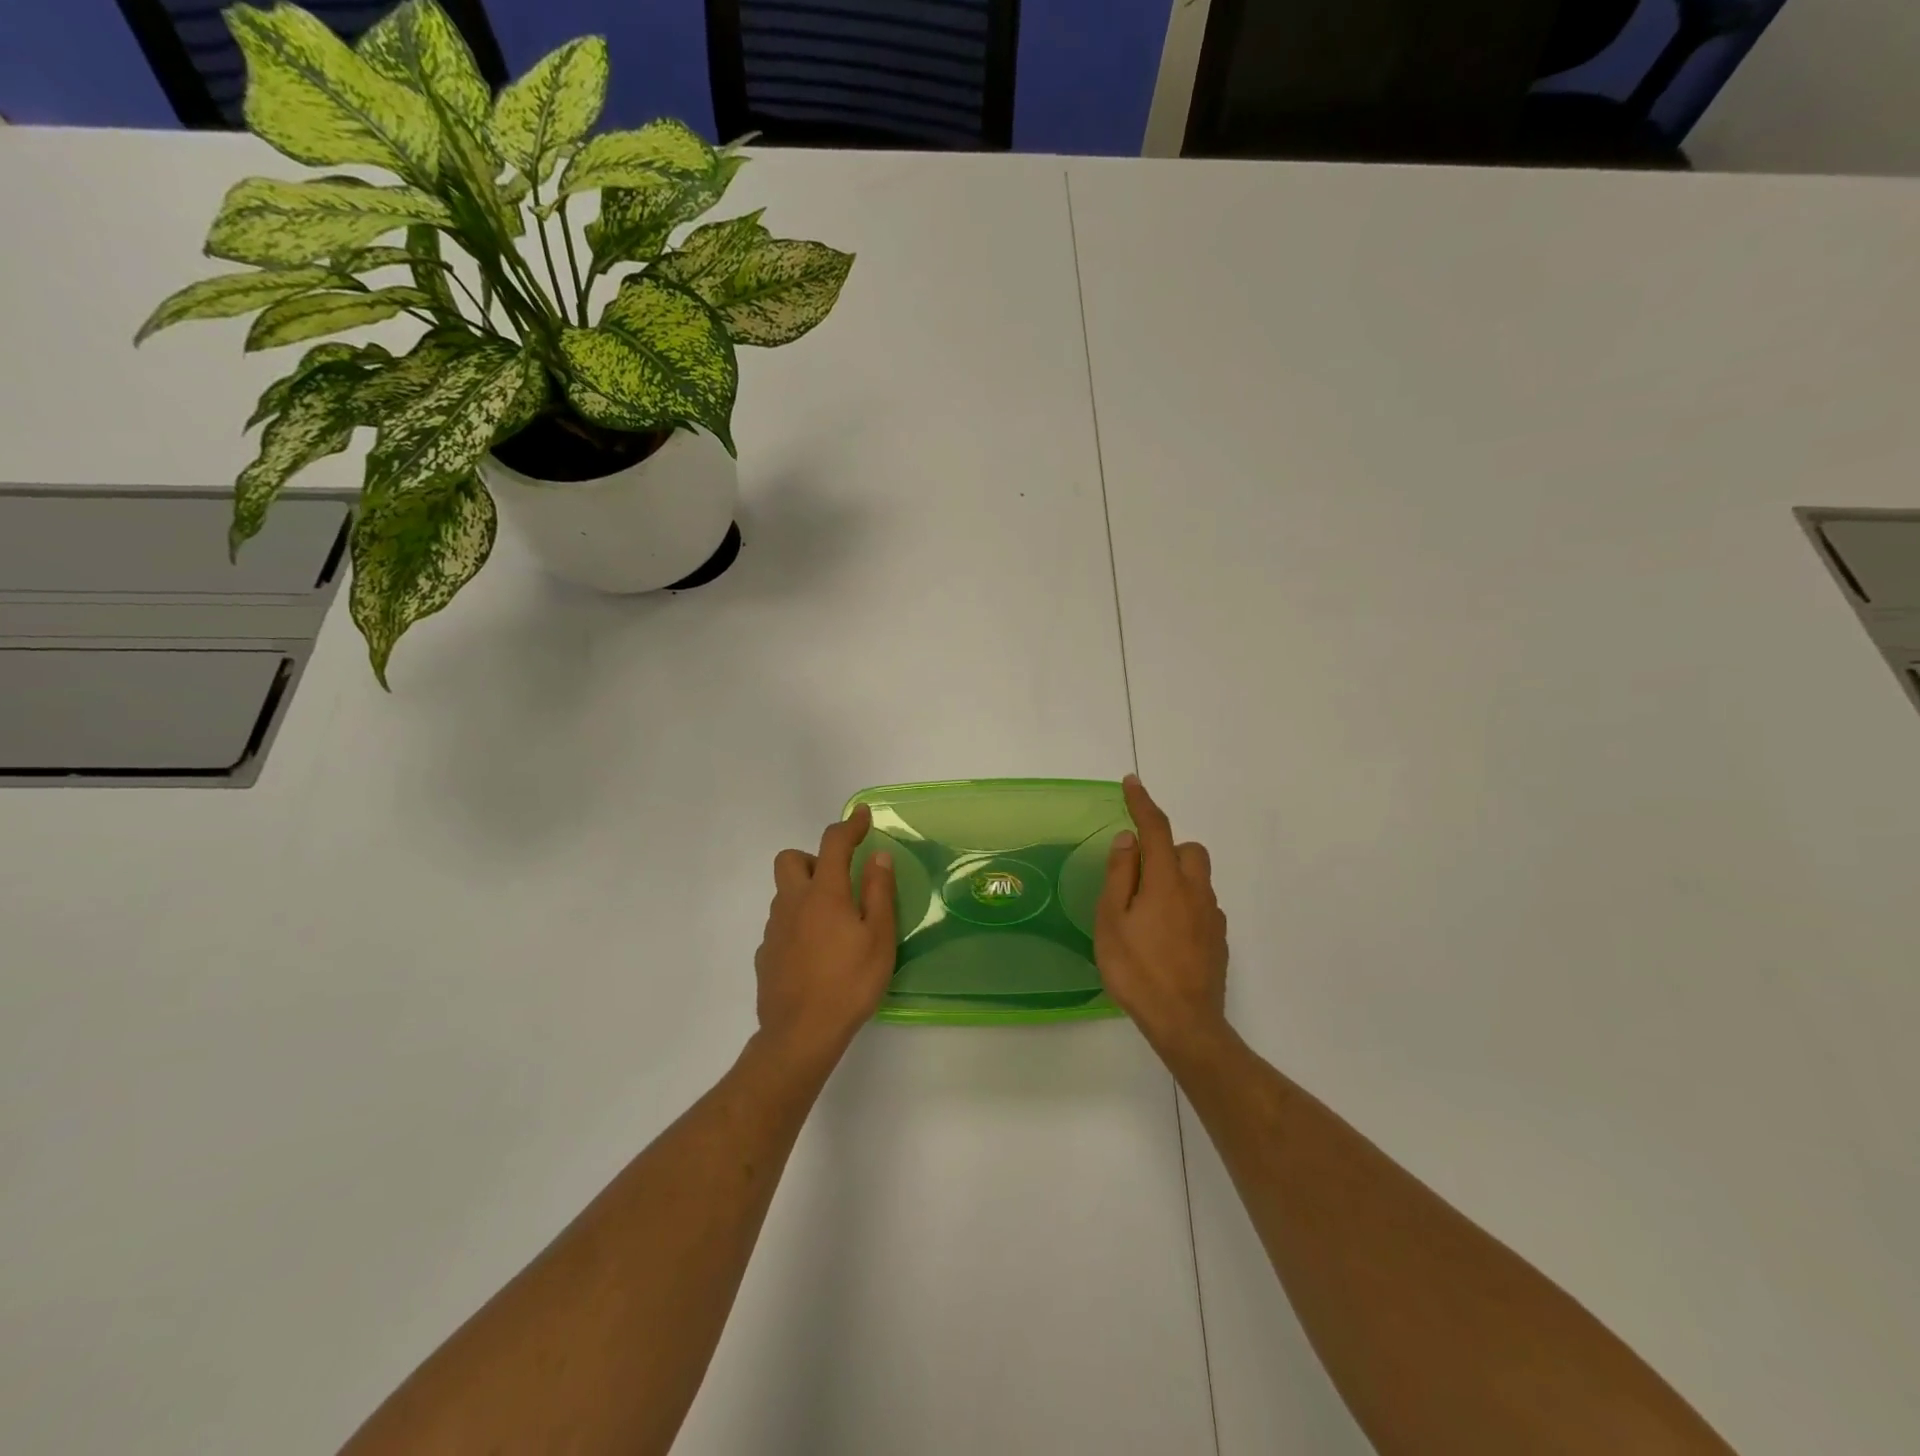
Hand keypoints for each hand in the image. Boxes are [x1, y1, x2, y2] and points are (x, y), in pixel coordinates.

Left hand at [753, 804, 897, 1073]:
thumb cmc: (849, 983)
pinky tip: (815, 951)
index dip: (848, 825)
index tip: (861, 816)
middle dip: (814, 858)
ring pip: (784, 892)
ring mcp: (774, 929)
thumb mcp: (879, 937)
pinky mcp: (765, 954)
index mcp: (824, 893)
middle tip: (840, 880)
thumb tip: (877, 856)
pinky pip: (780, 924)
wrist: (800, 1035)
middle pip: (791, 860)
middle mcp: (792, 903)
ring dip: (806, 892)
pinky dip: (797, 923)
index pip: (833, 844)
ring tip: (834, 921)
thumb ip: (879, 892)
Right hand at [1096, 775, 1230, 1060]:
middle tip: (1138, 873)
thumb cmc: (1137, 970)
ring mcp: (1212, 916)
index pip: (1155, 829)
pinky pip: (1202, 905)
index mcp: (1166, 881)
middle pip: (1188, 850)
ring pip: (1198, 878)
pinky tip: (1166, 934)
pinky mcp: (1219, 939)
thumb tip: (1128, 839)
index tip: (1131, 784)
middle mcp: (1196, 891)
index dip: (1143, 803)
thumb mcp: (1112, 921)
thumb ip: (1120, 875)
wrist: (1185, 1023)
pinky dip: (1185, 904)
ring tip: (1148, 909)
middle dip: (1165, 848)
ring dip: (1175, 877)